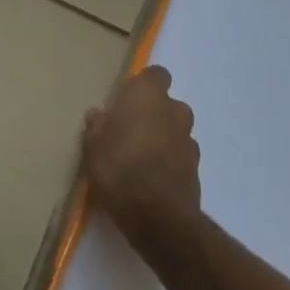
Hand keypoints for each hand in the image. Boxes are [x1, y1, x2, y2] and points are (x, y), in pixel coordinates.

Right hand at [83, 65, 200, 235]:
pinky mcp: (197, 169)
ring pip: (176, 130)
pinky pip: (180, 156)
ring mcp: (189, 140)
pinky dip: (170, 162)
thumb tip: (99, 115)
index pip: (155, 74)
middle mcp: (174, 110)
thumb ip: (97, 126)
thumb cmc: (118, 167)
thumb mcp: (93, 145)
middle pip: (167, 103)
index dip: (143, 85)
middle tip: (130, 131)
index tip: (126, 100)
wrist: (156, 215)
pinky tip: (152, 178)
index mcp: (148, 95)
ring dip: (163, 138)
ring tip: (141, 159)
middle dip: (153, 114)